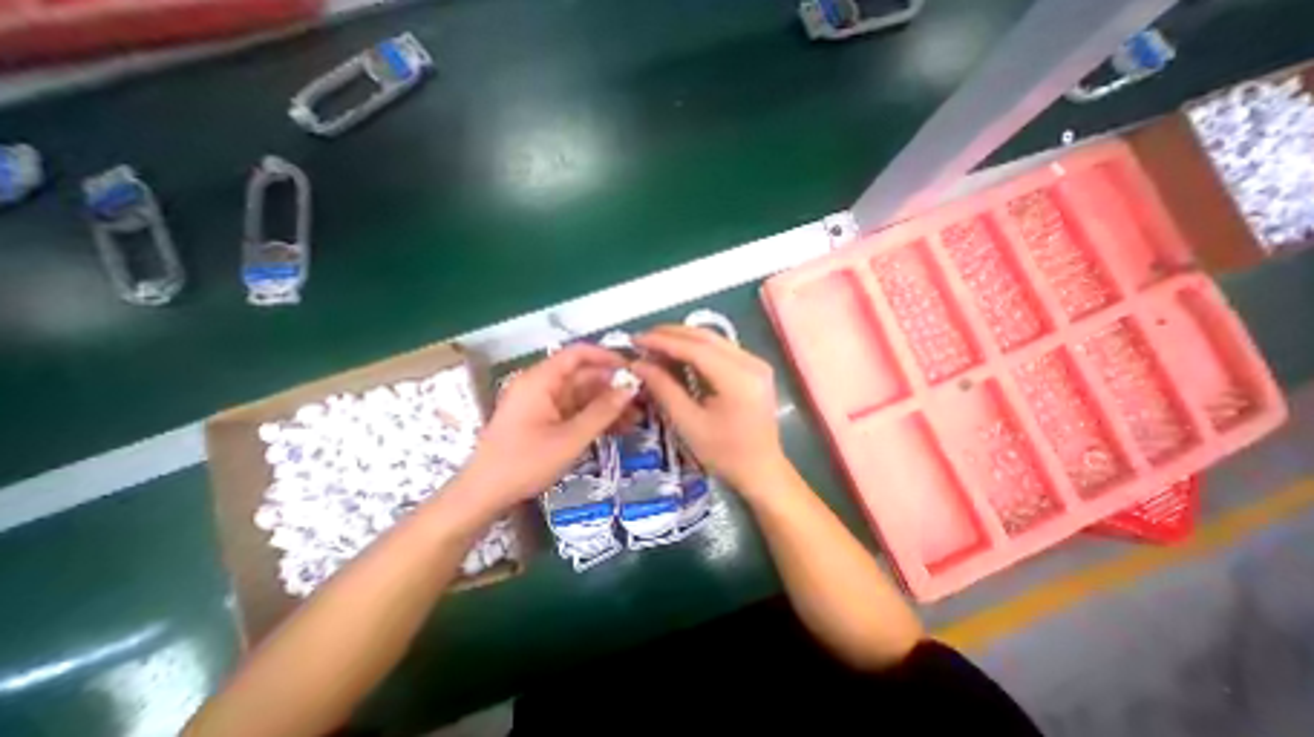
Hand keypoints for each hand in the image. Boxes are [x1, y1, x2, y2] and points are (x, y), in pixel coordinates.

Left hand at [460, 341, 635, 511]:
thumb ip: (602, 411)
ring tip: (637, 417)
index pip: (577, 354)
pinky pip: (575, 411)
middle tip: (642, 399)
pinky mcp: (545, 420)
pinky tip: (619, 427)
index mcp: (540, 380)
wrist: (484, 495)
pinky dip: (595, 417)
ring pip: (582, 396)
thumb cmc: (525, 463)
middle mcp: (541, 386)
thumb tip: (630, 388)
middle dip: (613, 387)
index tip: (632, 369)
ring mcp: (543, 404)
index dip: (606, 357)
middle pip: (583, 376)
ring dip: (607, 405)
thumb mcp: (570, 438)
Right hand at [630, 324, 782, 494]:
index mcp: (739, 380)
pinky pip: (720, 349)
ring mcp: (756, 363)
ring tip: (654, 344)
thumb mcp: (688, 423)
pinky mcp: (754, 368)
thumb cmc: (724, 454)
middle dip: (671, 334)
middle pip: (705, 337)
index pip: (696, 349)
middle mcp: (752, 363)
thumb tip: (638, 364)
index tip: (636, 339)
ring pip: (713, 339)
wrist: (761, 470)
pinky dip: (696, 348)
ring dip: (682, 339)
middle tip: (642, 339)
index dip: (663, 341)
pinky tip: (677, 353)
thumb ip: (663, 388)